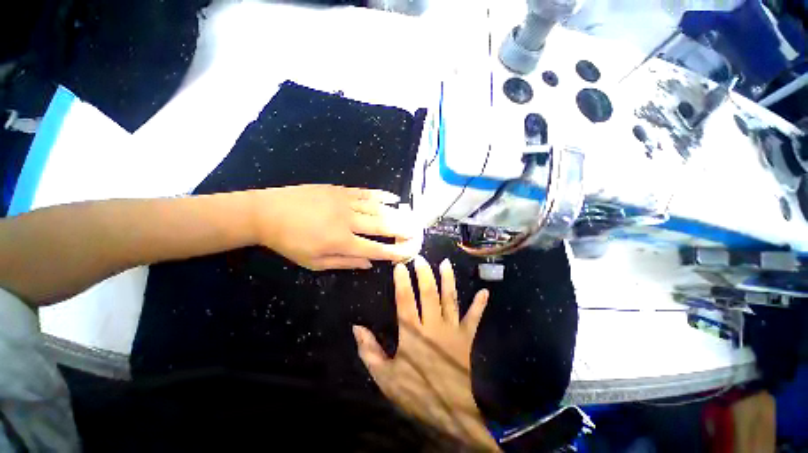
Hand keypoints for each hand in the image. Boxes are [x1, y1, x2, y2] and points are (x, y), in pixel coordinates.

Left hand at [253, 185, 421, 270]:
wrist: (267, 212)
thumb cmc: (290, 242)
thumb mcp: (314, 262)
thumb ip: (345, 263)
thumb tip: (370, 264)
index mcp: (341, 242)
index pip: (376, 248)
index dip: (394, 251)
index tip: (408, 252)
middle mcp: (348, 221)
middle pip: (382, 225)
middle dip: (403, 230)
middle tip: (417, 232)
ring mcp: (345, 202)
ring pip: (378, 208)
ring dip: (397, 213)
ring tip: (411, 217)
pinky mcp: (340, 190)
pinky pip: (366, 192)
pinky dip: (382, 195)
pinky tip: (394, 198)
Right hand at [353, 256, 497, 449]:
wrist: (450, 413)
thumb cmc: (415, 393)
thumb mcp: (385, 376)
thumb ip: (369, 351)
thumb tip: (356, 327)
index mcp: (413, 333)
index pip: (405, 300)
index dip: (402, 281)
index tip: (400, 266)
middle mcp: (433, 326)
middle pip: (429, 293)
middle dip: (424, 274)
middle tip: (421, 258)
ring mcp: (452, 330)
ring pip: (450, 300)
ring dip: (448, 280)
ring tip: (446, 263)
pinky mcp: (466, 338)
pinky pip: (473, 319)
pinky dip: (479, 306)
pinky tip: (485, 292)